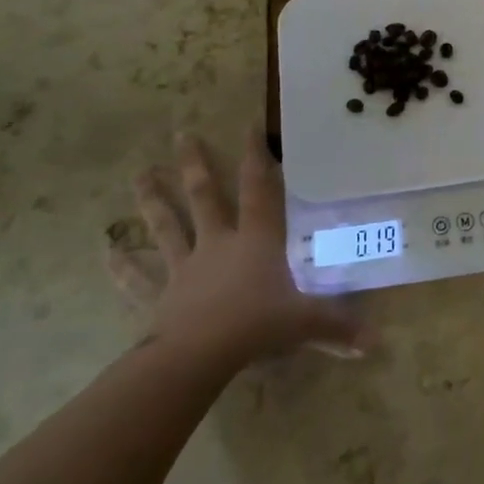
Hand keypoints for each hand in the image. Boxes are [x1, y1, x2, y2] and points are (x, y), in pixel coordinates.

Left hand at [130, 129, 368, 376]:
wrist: (197, 358)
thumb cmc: (256, 327)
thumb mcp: (305, 324)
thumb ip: (339, 328)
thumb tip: (377, 342)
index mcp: (256, 240)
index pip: (259, 190)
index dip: (256, 157)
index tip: (248, 125)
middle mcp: (217, 244)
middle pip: (204, 197)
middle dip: (194, 165)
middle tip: (181, 134)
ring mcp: (184, 268)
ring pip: (166, 226)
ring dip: (152, 200)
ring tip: (139, 174)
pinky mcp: (159, 297)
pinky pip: (137, 278)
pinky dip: (122, 265)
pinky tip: (106, 251)